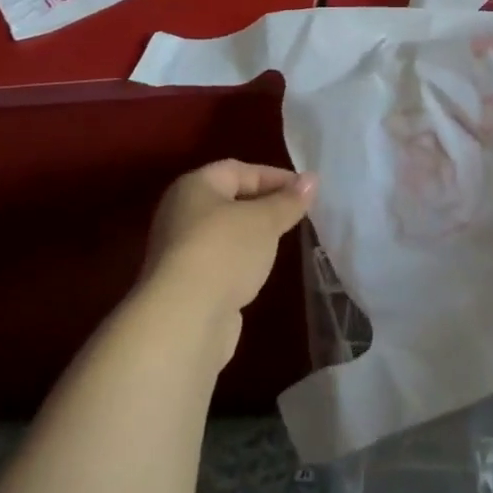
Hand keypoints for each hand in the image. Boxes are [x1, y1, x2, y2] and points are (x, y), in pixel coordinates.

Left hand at [141, 160, 317, 364]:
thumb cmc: (225, 252)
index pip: (238, 170)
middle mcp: (181, 214)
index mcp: (194, 187)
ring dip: (253, 236)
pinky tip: (259, 272)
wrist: (184, 321)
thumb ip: (288, 200)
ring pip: (226, 234)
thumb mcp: (264, 221)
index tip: (305, 191)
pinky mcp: (186, 286)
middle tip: (296, 214)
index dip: (273, 176)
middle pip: (230, 200)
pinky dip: (241, 263)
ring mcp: (181, 252)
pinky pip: (221, 262)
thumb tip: (312, 180)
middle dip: (264, 205)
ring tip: (283, 241)